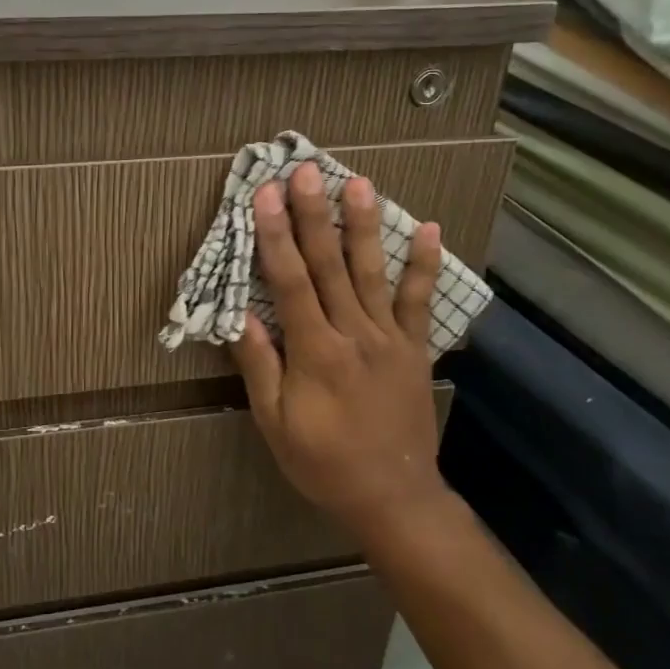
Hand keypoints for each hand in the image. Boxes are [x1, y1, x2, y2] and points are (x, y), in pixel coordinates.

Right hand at [232, 162, 449, 537]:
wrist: (394, 497)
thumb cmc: (323, 463)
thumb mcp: (276, 424)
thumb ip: (260, 368)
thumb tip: (240, 318)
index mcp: (315, 353)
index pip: (290, 283)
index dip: (276, 236)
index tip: (265, 196)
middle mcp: (354, 334)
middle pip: (330, 266)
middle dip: (315, 215)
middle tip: (306, 171)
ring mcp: (390, 339)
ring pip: (374, 273)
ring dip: (365, 226)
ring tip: (359, 183)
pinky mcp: (415, 348)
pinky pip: (419, 302)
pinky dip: (424, 265)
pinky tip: (429, 229)